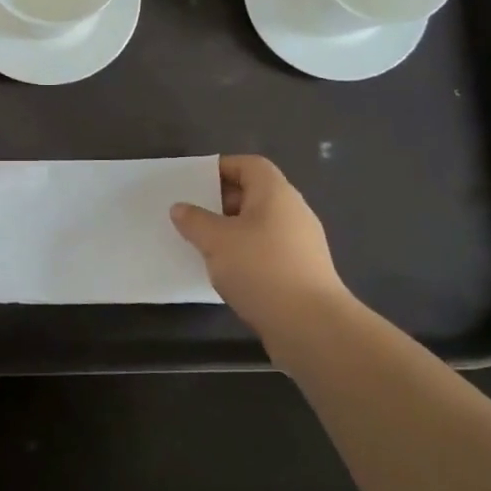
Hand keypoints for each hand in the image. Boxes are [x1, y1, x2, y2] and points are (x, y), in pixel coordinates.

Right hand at [171, 155, 351, 335]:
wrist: (310, 325)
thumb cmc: (261, 269)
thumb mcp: (216, 241)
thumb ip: (194, 221)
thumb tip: (181, 208)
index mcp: (275, 193)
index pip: (249, 165)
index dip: (222, 167)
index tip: (194, 183)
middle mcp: (292, 211)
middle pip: (254, 194)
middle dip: (221, 202)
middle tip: (192, 215)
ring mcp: (300, 243)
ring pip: (259, 226)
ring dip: (231, 232)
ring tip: (202, 245)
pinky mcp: (300, 271)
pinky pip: (266, 251)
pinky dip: (245, 255)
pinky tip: (225, 272)